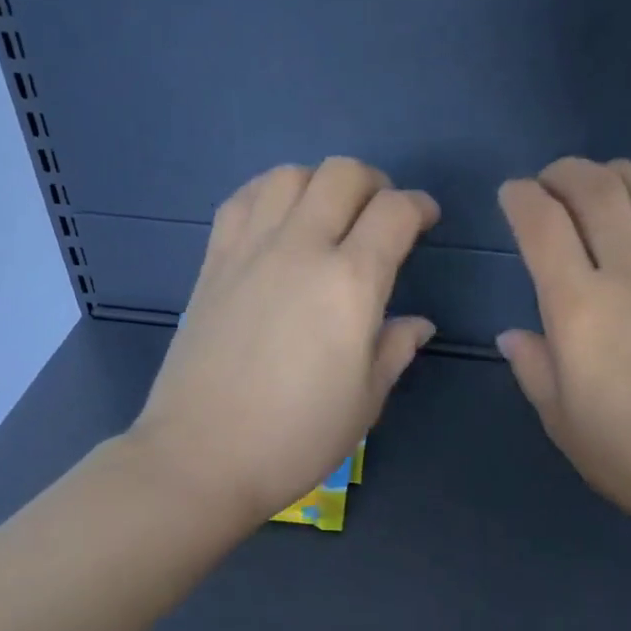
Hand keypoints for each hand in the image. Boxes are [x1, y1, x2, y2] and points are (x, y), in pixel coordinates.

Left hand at [128, 158, 437, 525]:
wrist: (203, 456)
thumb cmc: (297, 438)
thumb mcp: (365, 401)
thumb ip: (394, 349)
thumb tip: (417, 323)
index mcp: (351, 284)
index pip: (395, 213)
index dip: (420, 207)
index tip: (428, 220)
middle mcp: (301, 248)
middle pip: (342, 174)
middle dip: (375, 183)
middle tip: (383, 215)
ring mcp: (250, 249)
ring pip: (290, 175)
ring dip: (321, 183)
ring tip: (330, 215)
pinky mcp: (213, 262)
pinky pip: (244, 199)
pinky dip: (271, 194)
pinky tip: (279, 223)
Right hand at [496, 158, 630, 545]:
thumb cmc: (628, 453)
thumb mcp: (560, 419)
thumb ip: (533, 366)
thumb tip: (514, 334)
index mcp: (578, 307)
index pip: (542, 225)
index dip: (520, 198)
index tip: (510, 196)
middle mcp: (630, 271)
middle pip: (595, 189)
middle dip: (564, 173)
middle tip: (549, 182)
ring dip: (618, 173)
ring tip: (602, 181)